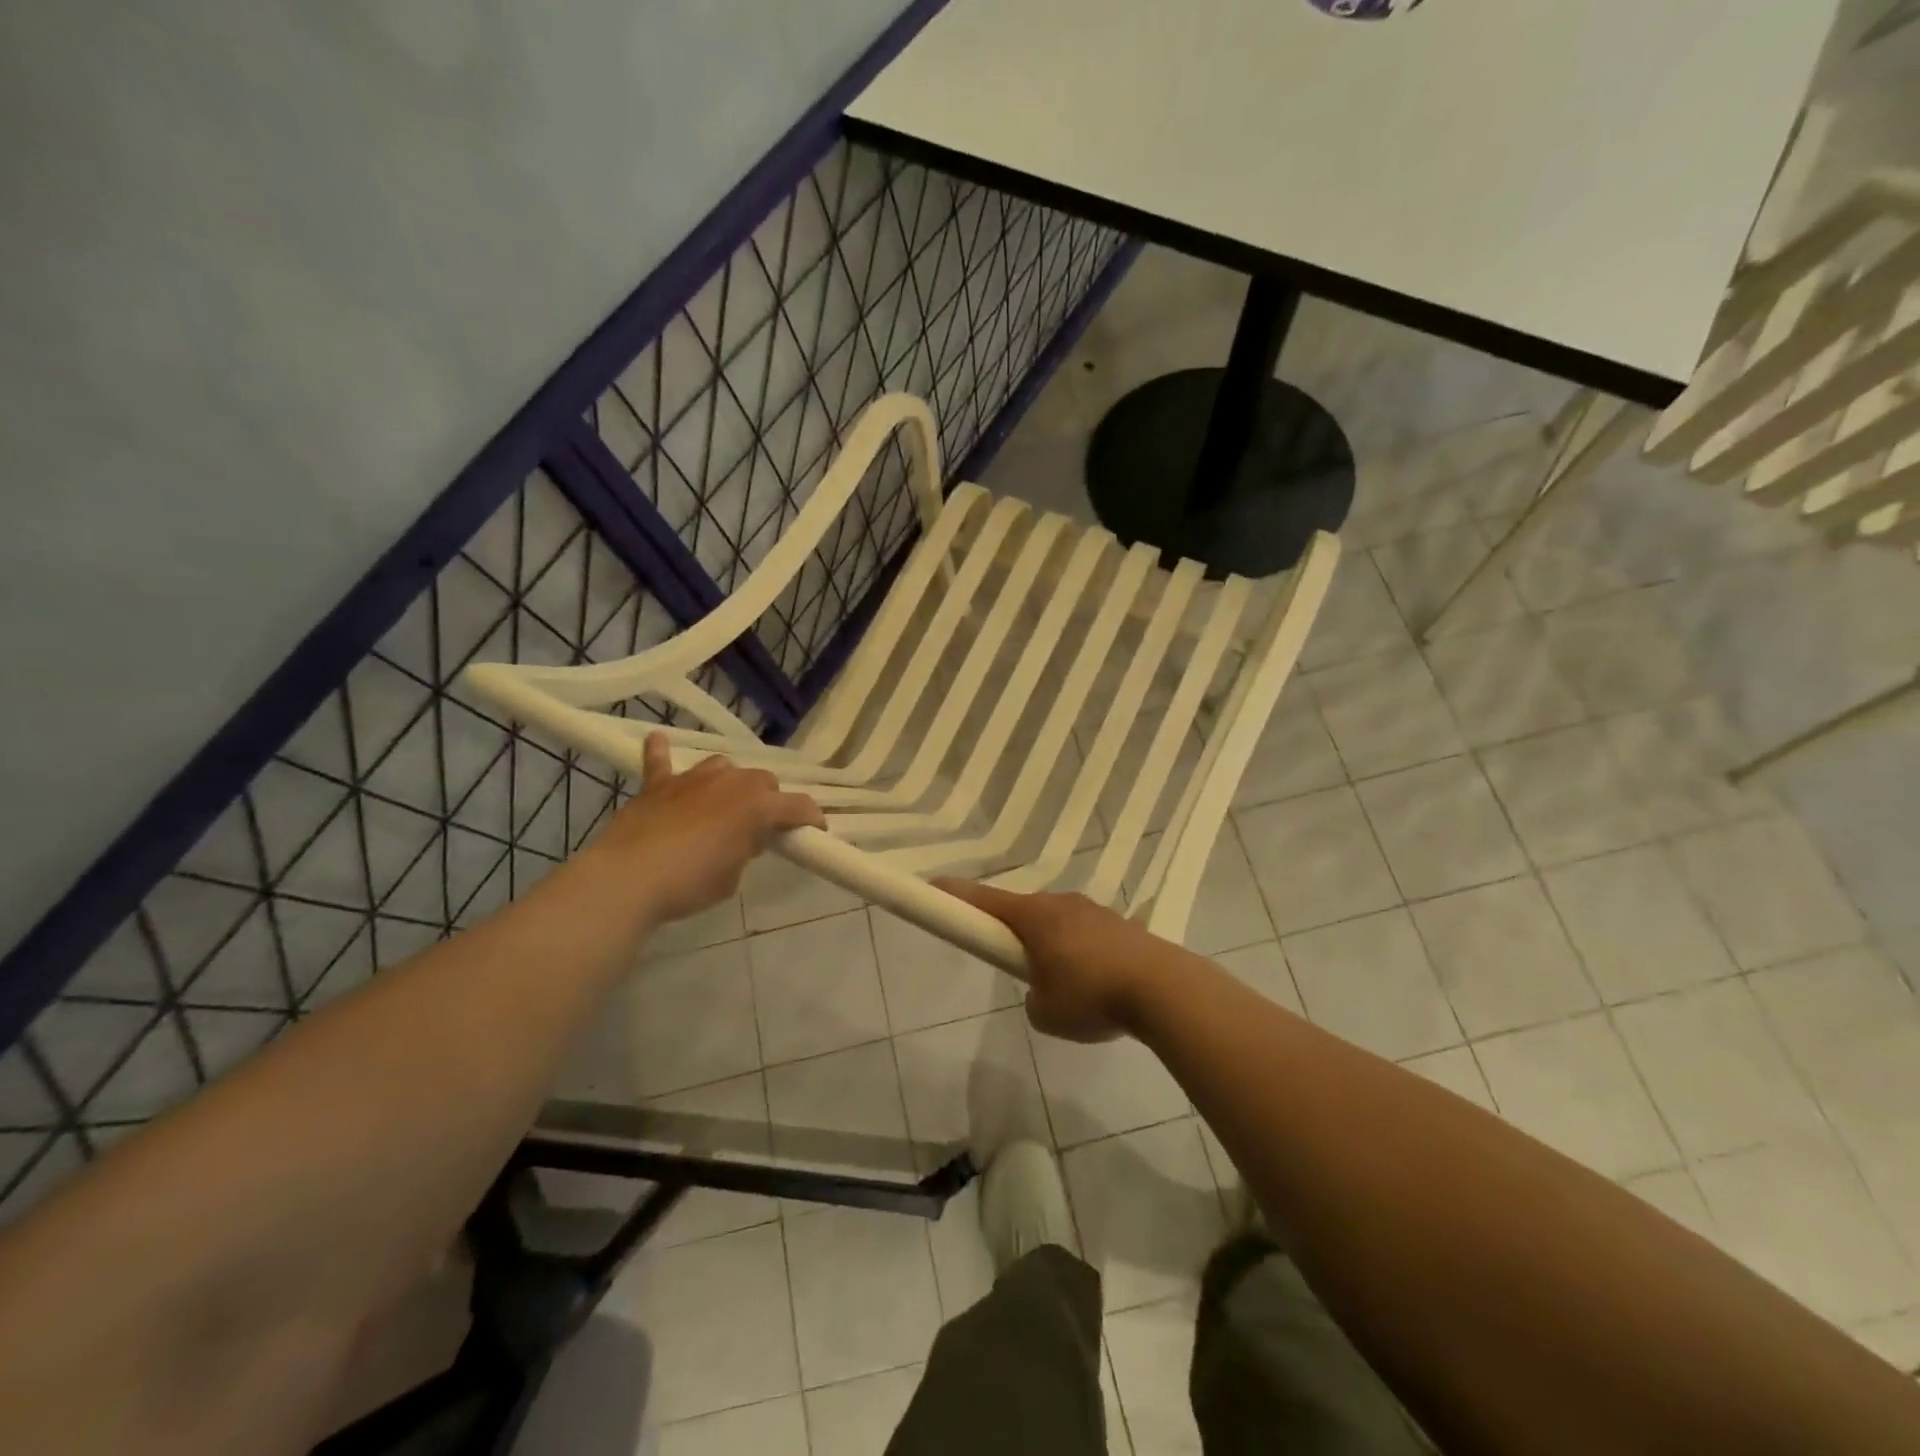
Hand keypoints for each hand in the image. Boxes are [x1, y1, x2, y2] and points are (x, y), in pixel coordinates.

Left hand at [595, 734, 824, 926]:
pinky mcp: (658, 785)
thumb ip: (745, 850)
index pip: (798, 806)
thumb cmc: (690, 883)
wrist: (629, 879)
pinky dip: (661, 752)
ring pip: (723, 766)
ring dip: (730, 781)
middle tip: (761, 827)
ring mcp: (693, 779)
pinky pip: (661, 760)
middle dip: (769, 799)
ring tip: (725, 802)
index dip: (811, 819)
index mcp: (757, 806)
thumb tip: (743, 838)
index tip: (815, 832)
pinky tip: (658, 740)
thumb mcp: (732, 877)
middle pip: (763, 780)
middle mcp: (731, 782)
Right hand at [936, 879, 1171, 1042]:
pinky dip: (1083, 955)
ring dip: (1054, 947)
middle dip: (1015, 934)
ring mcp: (1096, 911)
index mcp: (1035, 916)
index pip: (986, 900)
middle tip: (1016, 963)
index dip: (958, 895)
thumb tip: (1045, 992)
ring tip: (1069, 988)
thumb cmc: (1091, 995)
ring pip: (1060, 925)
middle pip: (1025, 913)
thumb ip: (1034, 998)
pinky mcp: (1122, 927)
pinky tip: (1099, 986)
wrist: (1163, 989)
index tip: (936, 885)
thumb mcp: (1045, 1012)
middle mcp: (1062, 903)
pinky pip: (1088, 937)